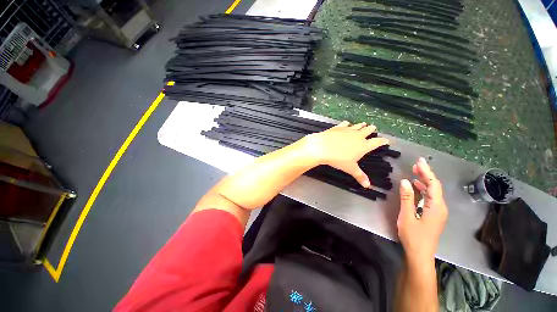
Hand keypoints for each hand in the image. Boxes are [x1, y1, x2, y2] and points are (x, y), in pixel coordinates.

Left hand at [299, 121, 388, 187]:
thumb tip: (368, 186)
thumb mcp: (350, 169)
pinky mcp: (338, 127)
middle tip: (373, 127)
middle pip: (367, 131)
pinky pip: (344, 124)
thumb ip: (360, 176)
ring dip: (361, 125)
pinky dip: (347, 124)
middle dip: (371, 129)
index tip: (386, 140)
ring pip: (357, 126)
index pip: (376, 142)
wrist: (323, 148)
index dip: (382, 141)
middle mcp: (357, 136)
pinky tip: (347, 123)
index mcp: (363, 146)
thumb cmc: (338, 159)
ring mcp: (348, 130)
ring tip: (363, 124)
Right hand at [397, 157, 447, 264]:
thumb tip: (405, 181)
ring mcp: (438, 212)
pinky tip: (416, 187)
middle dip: (426, 175)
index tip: (419, 161)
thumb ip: (407, 198)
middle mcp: (441, 208)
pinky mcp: (434, 215)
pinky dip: (423, 190)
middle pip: (435, 187)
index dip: (427, 172)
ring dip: (424, 181)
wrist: (420, 254)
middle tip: (416, 164)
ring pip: (433, 192)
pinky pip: (430, 198)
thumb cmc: (413, 236)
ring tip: (415, 172)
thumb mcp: (407, 216)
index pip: (433, 185)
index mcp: (436, 207)